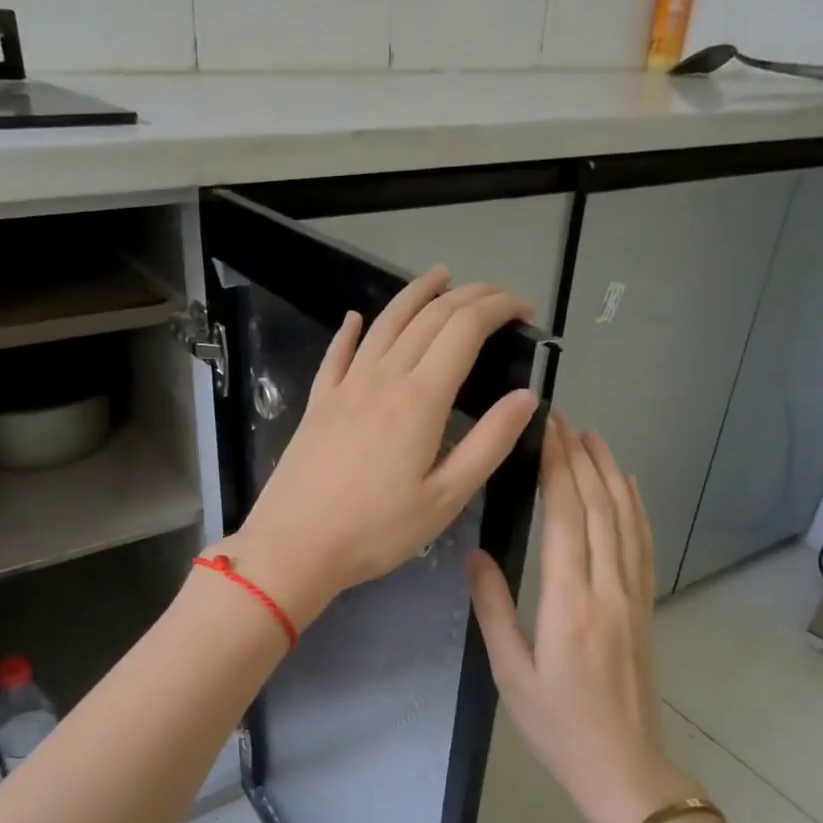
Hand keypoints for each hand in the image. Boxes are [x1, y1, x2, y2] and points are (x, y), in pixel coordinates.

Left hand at [228, 265, 538, 626]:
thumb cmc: (376, 530)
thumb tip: (527, 397)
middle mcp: (383, 378)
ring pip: (385, 323)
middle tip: (497, 295)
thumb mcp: (445, 497)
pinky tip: (356, 318)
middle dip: (469, 296)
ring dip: (415, 294)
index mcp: (420, 399)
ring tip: (439, 277)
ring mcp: (345, 386)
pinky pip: (338, 353)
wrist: (294, 545)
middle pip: (429, 318)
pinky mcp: (318, 402)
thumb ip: (488, 443)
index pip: (465, 329)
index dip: (498, 308)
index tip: (525, 310)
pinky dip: (352, 330)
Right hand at [468, 415, 698, 822]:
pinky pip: (642, 545)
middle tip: (561, 419)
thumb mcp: (510, 673)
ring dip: (610, 473)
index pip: (567, 518)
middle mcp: (607, 589)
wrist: (623, 767)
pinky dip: (636, 507)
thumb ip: (494, 609)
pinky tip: (628, 486)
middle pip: (599, 508)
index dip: (557, 469)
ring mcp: (632, 596)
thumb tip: (474, 554)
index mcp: (569, 604)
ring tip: (593, 437)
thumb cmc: (556, 725)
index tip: (546, 431)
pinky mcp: (644, 607)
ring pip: (626, 520)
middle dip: (580, 458)